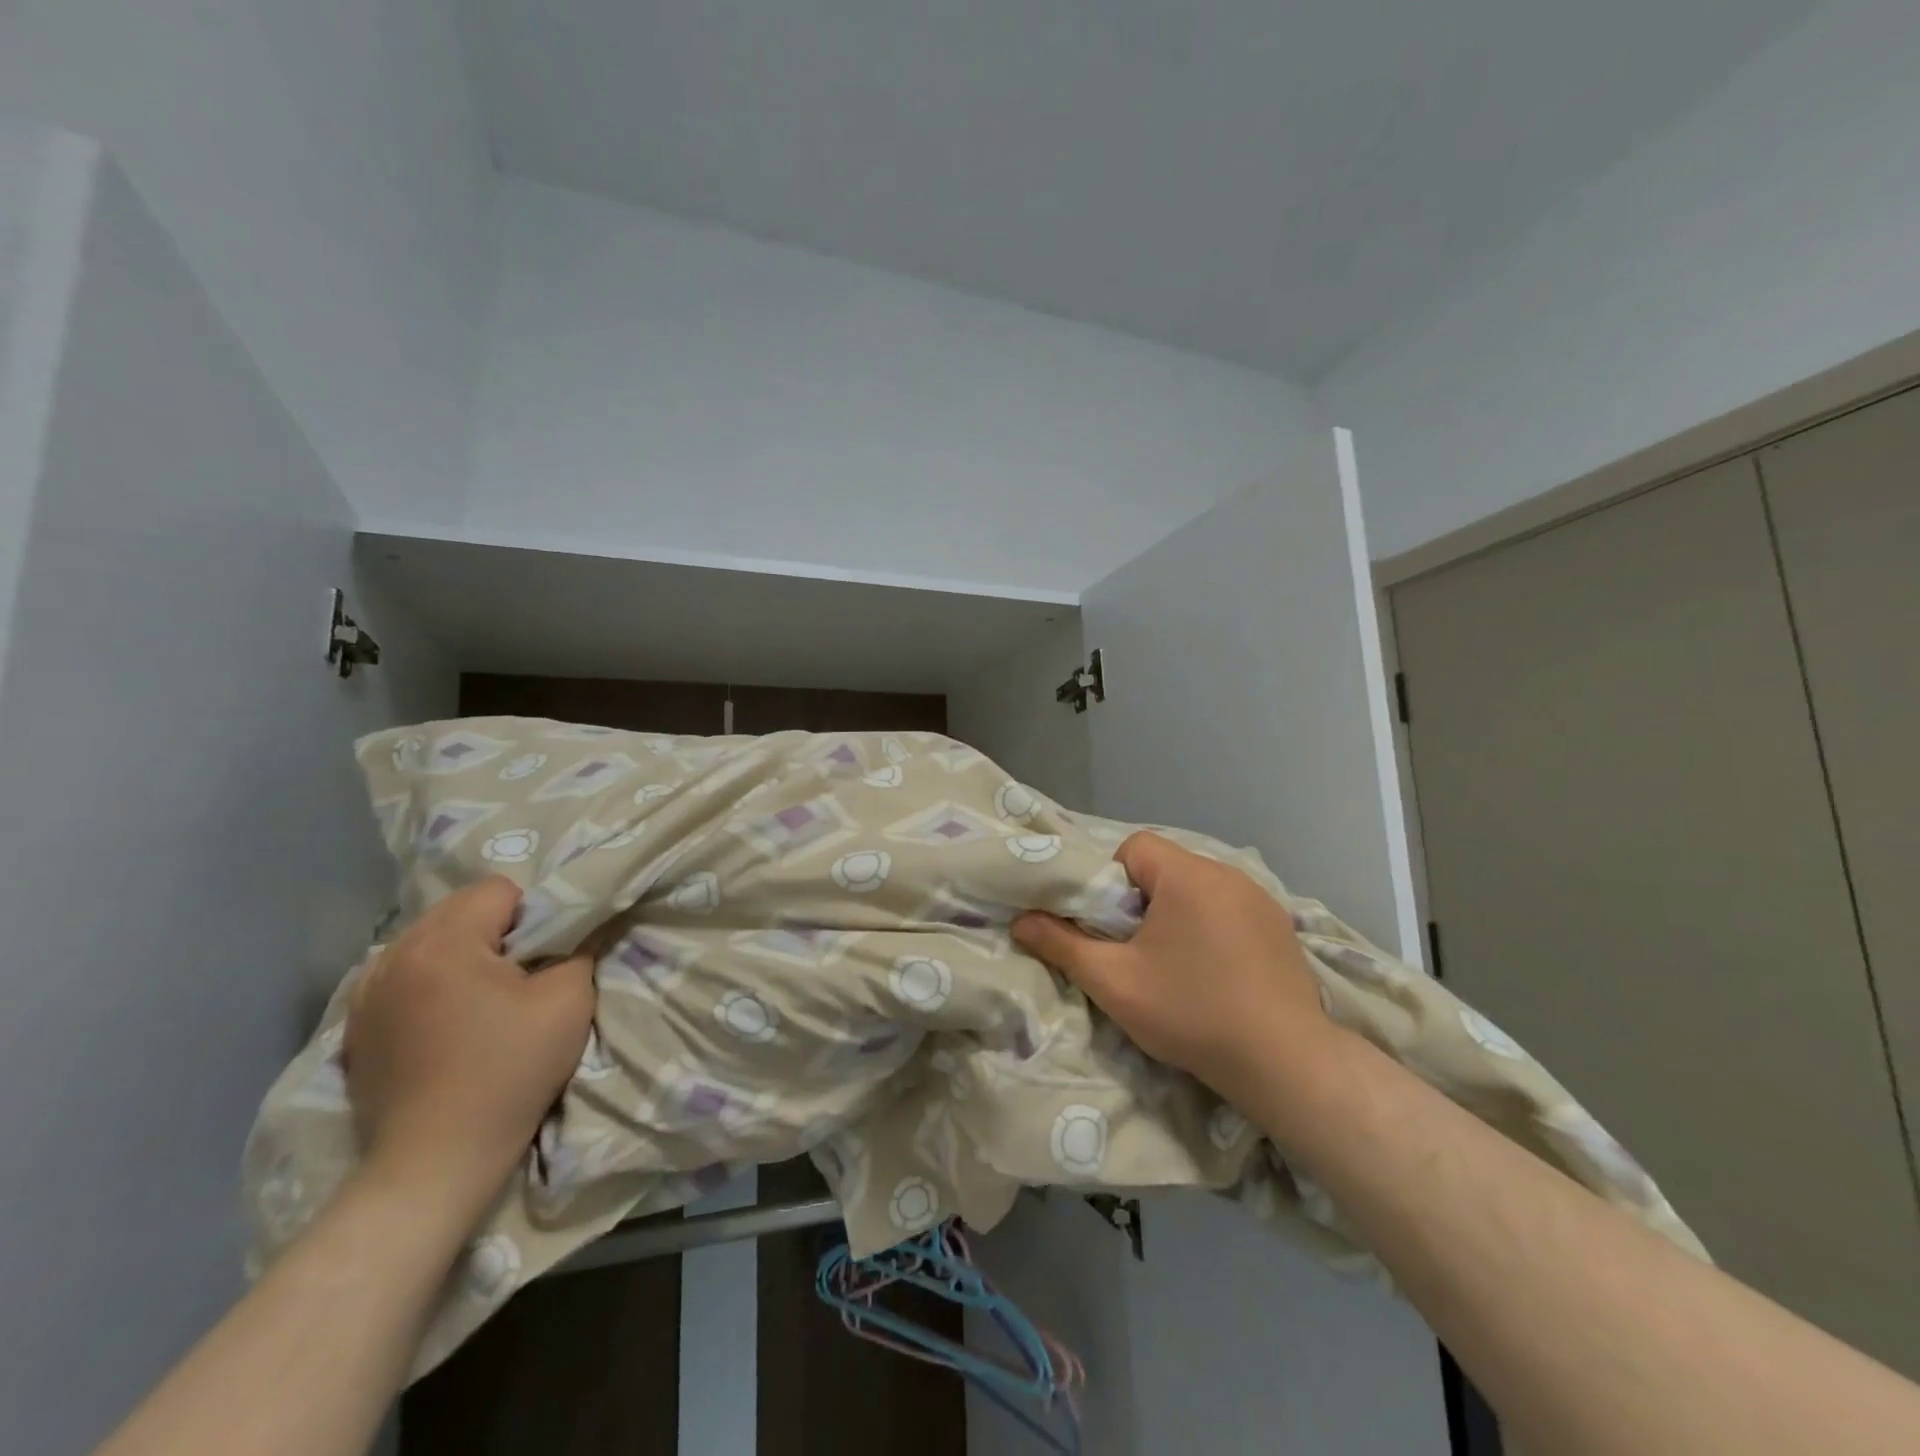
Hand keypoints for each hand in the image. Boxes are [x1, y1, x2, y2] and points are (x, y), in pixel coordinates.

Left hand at [344, 877, 595, 1210]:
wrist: (435, 1162)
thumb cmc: (508, 1072)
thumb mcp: (569, 1001)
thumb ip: (579, 949)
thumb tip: (582, 929)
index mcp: (442, 943)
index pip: (498, 890)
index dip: (533, 916)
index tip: (542, 960)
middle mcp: (393, 956)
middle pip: (458, 910)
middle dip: (495, 931)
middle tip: (519, 978)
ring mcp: (365, 994)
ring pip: (428, 941)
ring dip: (460, 955)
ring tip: (480, 1000)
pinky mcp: (356, 1028)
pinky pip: (402, 977)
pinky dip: (429, 984)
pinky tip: (445, 1023)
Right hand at [1013, 832, 1334, 1105]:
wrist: (1284, 1063)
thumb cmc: (1190, 1013)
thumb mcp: (1114, 982)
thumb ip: (1061, 944)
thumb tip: (1020, 921)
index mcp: (1187, 875)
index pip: (1134, 847)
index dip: (1111, 881)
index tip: (1112, 927)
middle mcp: (1227, 874)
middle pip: (1166, 867)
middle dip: (1142, 901)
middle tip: (1137, 950)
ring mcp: (1261, 899)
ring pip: (1198, 888)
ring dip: (1179, 914)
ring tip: (1177, 964)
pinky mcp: (1281, 926)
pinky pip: (1230, 908)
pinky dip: (1212, 927)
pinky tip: (1217, 972)